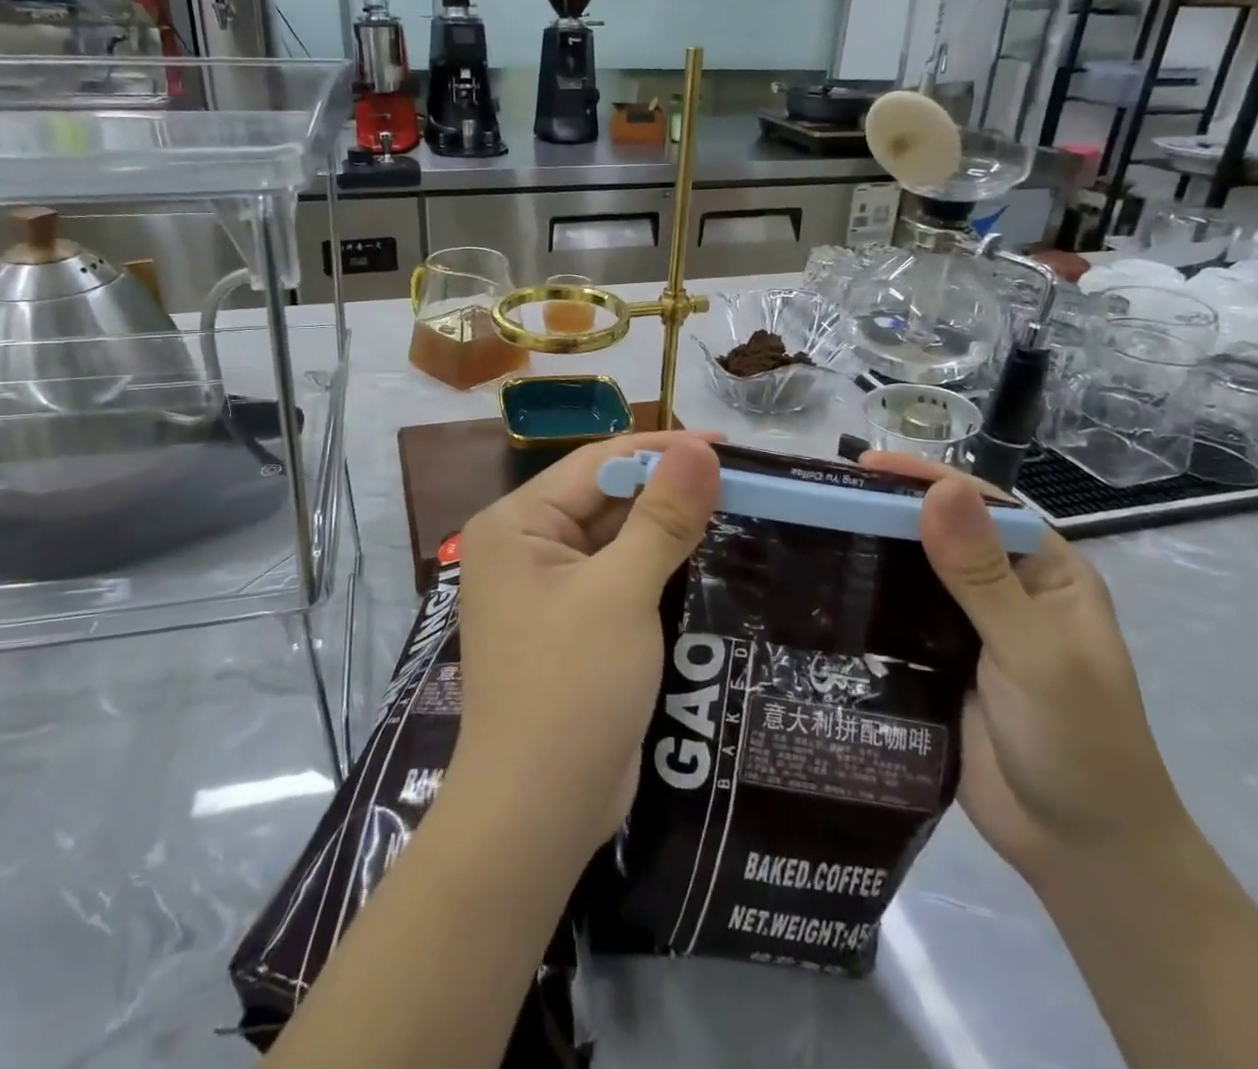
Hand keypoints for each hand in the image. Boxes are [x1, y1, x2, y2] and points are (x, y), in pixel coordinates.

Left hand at [451, 433, 721, 862]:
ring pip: (614, 539)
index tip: (726, 444)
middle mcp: (524, 547)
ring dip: (666, 528)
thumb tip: (700, 449)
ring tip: (734, 511)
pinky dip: (656, 568)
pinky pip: (617, 578)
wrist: (537, 812)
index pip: (596, 463)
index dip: (661, 450)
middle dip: (667, 490)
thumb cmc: (571, 686)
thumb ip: (662, 517)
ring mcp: (545, 590)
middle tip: (740, 481)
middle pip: (604, 499)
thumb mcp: (621, 592)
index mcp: (517, 523)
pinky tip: (705, 560)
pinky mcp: (570, 626)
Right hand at [862, 453, 1190, 886]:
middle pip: (939, 533)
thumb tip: (942, 487)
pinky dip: (865, 600)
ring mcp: (968, 627)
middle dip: (887, 512)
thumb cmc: (1076, 741)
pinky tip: (823, 590)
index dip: (924, 479)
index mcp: (1045, 571)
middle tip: (819, 500)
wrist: (1078, 851)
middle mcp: (1005, 589)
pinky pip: (896, 617)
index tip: (860, 467)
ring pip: (912, 573)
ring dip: (870, 553)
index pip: (980, 505)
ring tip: (807, 535)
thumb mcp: (1032, 650)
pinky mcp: (937, 661)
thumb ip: (982, 573)